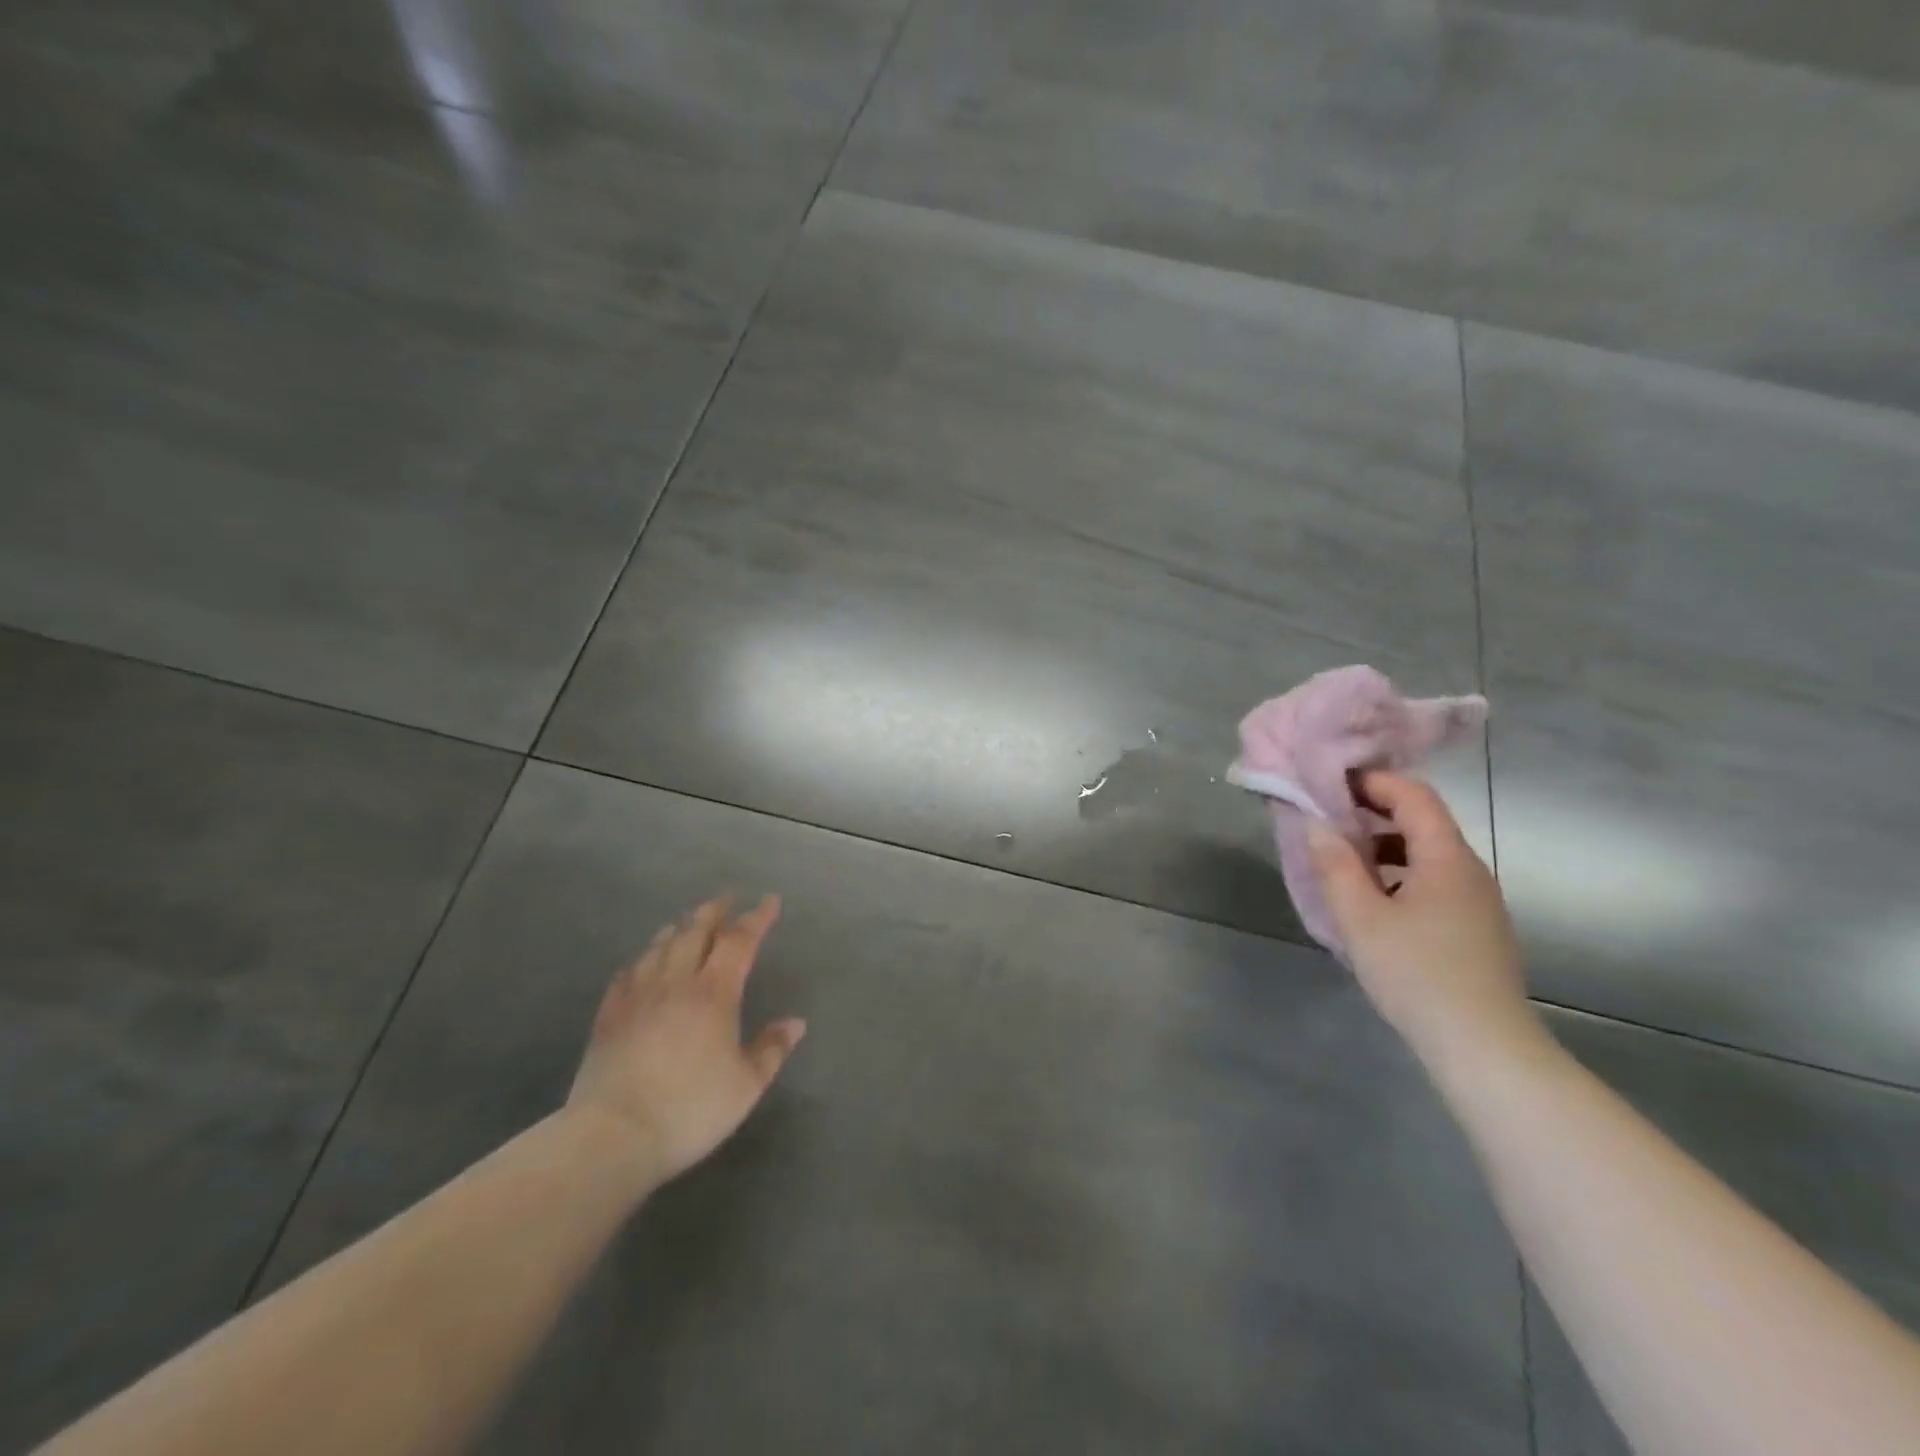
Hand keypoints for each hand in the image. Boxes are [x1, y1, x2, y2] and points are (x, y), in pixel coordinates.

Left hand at [567, 895, 805, 1184]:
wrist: (613, 1136)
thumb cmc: (690, 1110)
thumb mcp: (746, 1086)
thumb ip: (771, 1050)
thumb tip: (795, 1023)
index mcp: (714, 993)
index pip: (740, 941)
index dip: (757, 918)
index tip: (770, 900)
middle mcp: (676, 982)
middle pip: (696, 932)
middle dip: (714, 912)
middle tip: (726, 899)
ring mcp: (638, 996)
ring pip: (660, 947)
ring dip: (679, 929)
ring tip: (687, 922)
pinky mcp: (609, 1015)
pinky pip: (628, 973)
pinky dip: (642, 958)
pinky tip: (642, 961)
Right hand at [1309, 773, 1538, 1067]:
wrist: (1482, 1046)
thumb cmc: (1416, 972)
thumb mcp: (1359, 917)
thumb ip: (1335, 865)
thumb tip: (1318, 824)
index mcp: (1446, 858)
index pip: (1414, 796)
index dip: (1373, 782)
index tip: (1331, 785)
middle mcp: (1469, 871)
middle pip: (1422, 824)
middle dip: (1372, 815)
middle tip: (1327, 824)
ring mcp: (1478, 903)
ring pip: (1427, 857)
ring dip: (1383, 849)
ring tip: (1342, 866)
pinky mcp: (1477, 931)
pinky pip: (1434, 885)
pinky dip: (1399, 877)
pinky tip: (1372, 906)